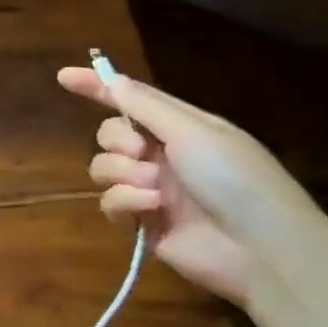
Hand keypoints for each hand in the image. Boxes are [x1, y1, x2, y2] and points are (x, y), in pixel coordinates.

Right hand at [56, 66, 327, 304]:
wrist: (265, 250)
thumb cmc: (237, 179)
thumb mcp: (193, 131)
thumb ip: (144, 106)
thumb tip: (110, 78)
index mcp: (180, 127)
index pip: (130, 99)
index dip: (96, 86)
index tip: (63, 76)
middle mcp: (163, 155)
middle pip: (110, 134)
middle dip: (117, 140)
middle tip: (139, 151)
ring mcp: (152, 190)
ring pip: (104, 168)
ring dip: (123, 173)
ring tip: (154, 187)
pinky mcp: (143, 224)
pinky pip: (111, 203)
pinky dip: (126, 201)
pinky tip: (151, 208)